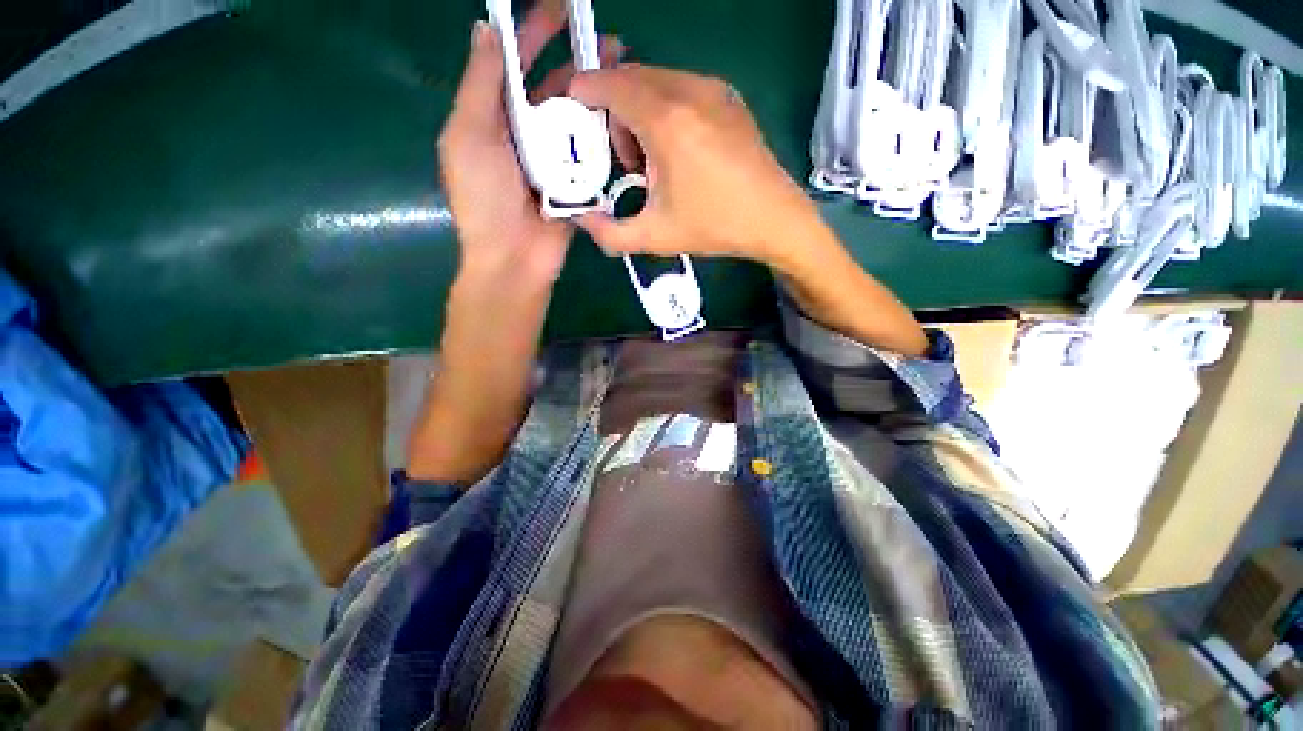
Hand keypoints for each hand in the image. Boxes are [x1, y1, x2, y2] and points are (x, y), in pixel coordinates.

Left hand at [438, 3, 621, 284]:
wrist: (514, 259)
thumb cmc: (485, 199)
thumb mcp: (469, 136)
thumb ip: (479, 84)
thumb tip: (486, 29)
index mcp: (494, 117)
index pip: (514, 63)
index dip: (534, 31)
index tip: (561, 7)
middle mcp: (526, 133)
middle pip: (554, 88)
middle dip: (578, 61)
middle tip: (611, 43)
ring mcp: (554, 160)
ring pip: (577, 119)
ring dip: (597, 97)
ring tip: (625, 76)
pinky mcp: (576, 184)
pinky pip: (591, 154)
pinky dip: (604, 136)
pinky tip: (623, 120)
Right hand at [567, 65, 822, 266]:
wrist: (773, 219)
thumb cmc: (714, 227)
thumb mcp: (655, 237)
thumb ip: (610, 233)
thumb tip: (583, 221)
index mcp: (666, 121)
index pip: (609, 83)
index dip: (583, 93)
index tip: (573, 116)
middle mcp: (688, 90)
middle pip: (629, 79)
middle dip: (612, 111)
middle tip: (622, 159)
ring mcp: (712, 89)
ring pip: (655, 81)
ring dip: (639, 112)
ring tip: (652, 161)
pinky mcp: (728, 97)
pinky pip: (681, 87)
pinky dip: (664, 109)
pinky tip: (677, 150)